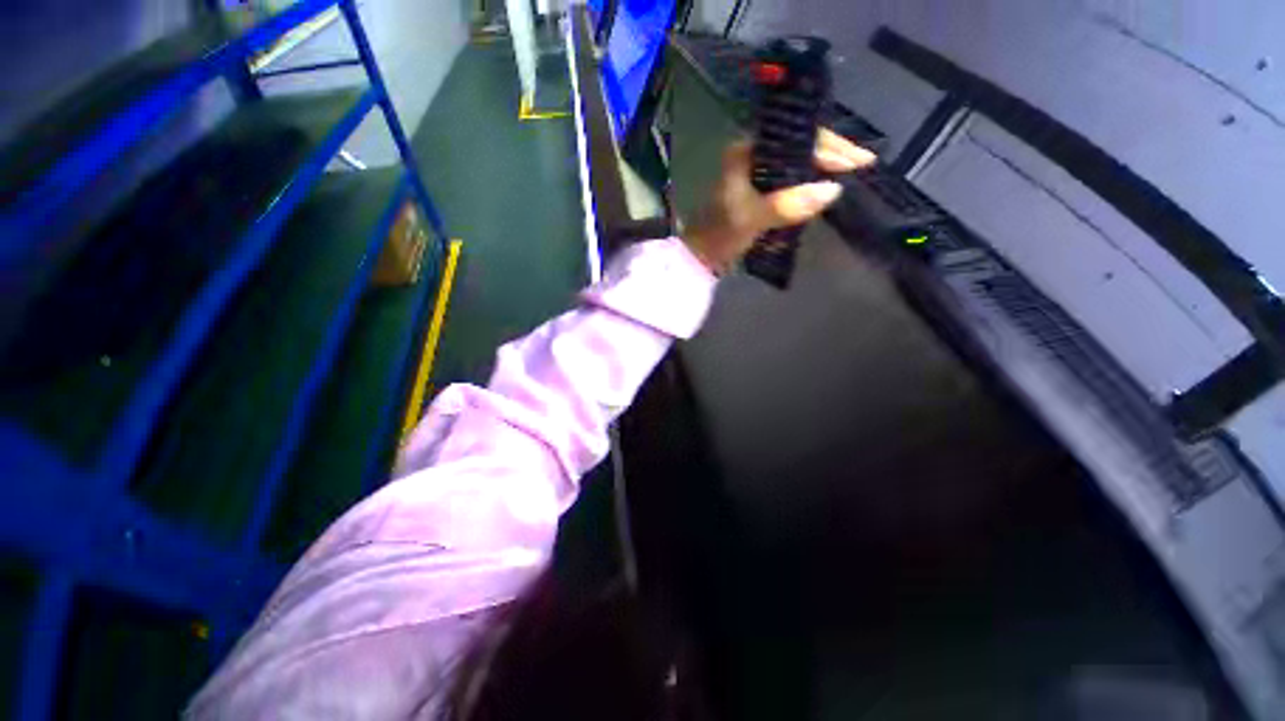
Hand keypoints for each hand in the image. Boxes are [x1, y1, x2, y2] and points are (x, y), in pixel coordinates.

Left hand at [683, 128, 875, 274]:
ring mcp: (756, 173)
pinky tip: (827, 185)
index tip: (856, 161)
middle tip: (862, 163)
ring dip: (824, 165)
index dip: (828, 147)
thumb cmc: (720, 234)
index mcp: (747, 152)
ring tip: (852, 172)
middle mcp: (753, 155)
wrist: (701, 256)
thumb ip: (787, 204)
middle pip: (799, 145)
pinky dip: (811, 181)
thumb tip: (832, 190)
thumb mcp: (751, 218)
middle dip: (832, 152)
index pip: (795, 138)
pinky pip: (792, 178)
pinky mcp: (760, 191)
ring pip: (797, 161)